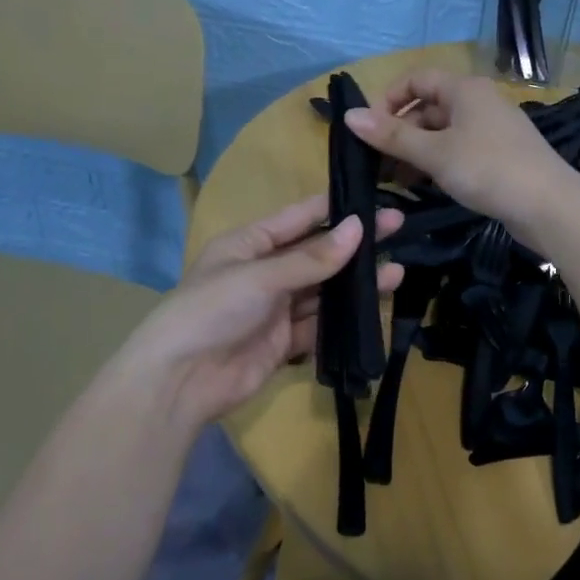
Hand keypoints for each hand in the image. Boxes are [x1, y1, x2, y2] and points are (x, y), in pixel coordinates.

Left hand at [116, 195, 403, 433]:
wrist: (179, 381)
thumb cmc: (212, 310)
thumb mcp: (260, 276)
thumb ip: (311, 258)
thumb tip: (358, 228)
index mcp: (249, 244)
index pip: (299, 217)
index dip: (335, 207)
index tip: (373, 198)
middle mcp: (264, 272)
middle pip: (316, 254)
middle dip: (354, 244)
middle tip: (399, 228)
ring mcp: (274, 309)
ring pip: (323, 291)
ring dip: (355, 283)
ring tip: (396, 272)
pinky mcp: (283, 343)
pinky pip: (319, 325)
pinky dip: (344, 319)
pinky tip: (373, 310)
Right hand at [343, 70, 574, 245]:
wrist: (549, 205)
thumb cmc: (487, 169)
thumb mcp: (434, 153)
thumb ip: (392, 136)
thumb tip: (349, 116)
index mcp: (464, 89)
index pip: (416, 79)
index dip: (388, 99)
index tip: (368, 130)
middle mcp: (478, 102)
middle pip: (428, 107)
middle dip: (400, 133)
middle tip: (376, 164)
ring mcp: (491, 130)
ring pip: (442, 133)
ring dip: (416, 152)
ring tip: (394, 181)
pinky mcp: (498, 156)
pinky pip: (458, 151)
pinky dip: (437, 163)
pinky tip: (423, 186)